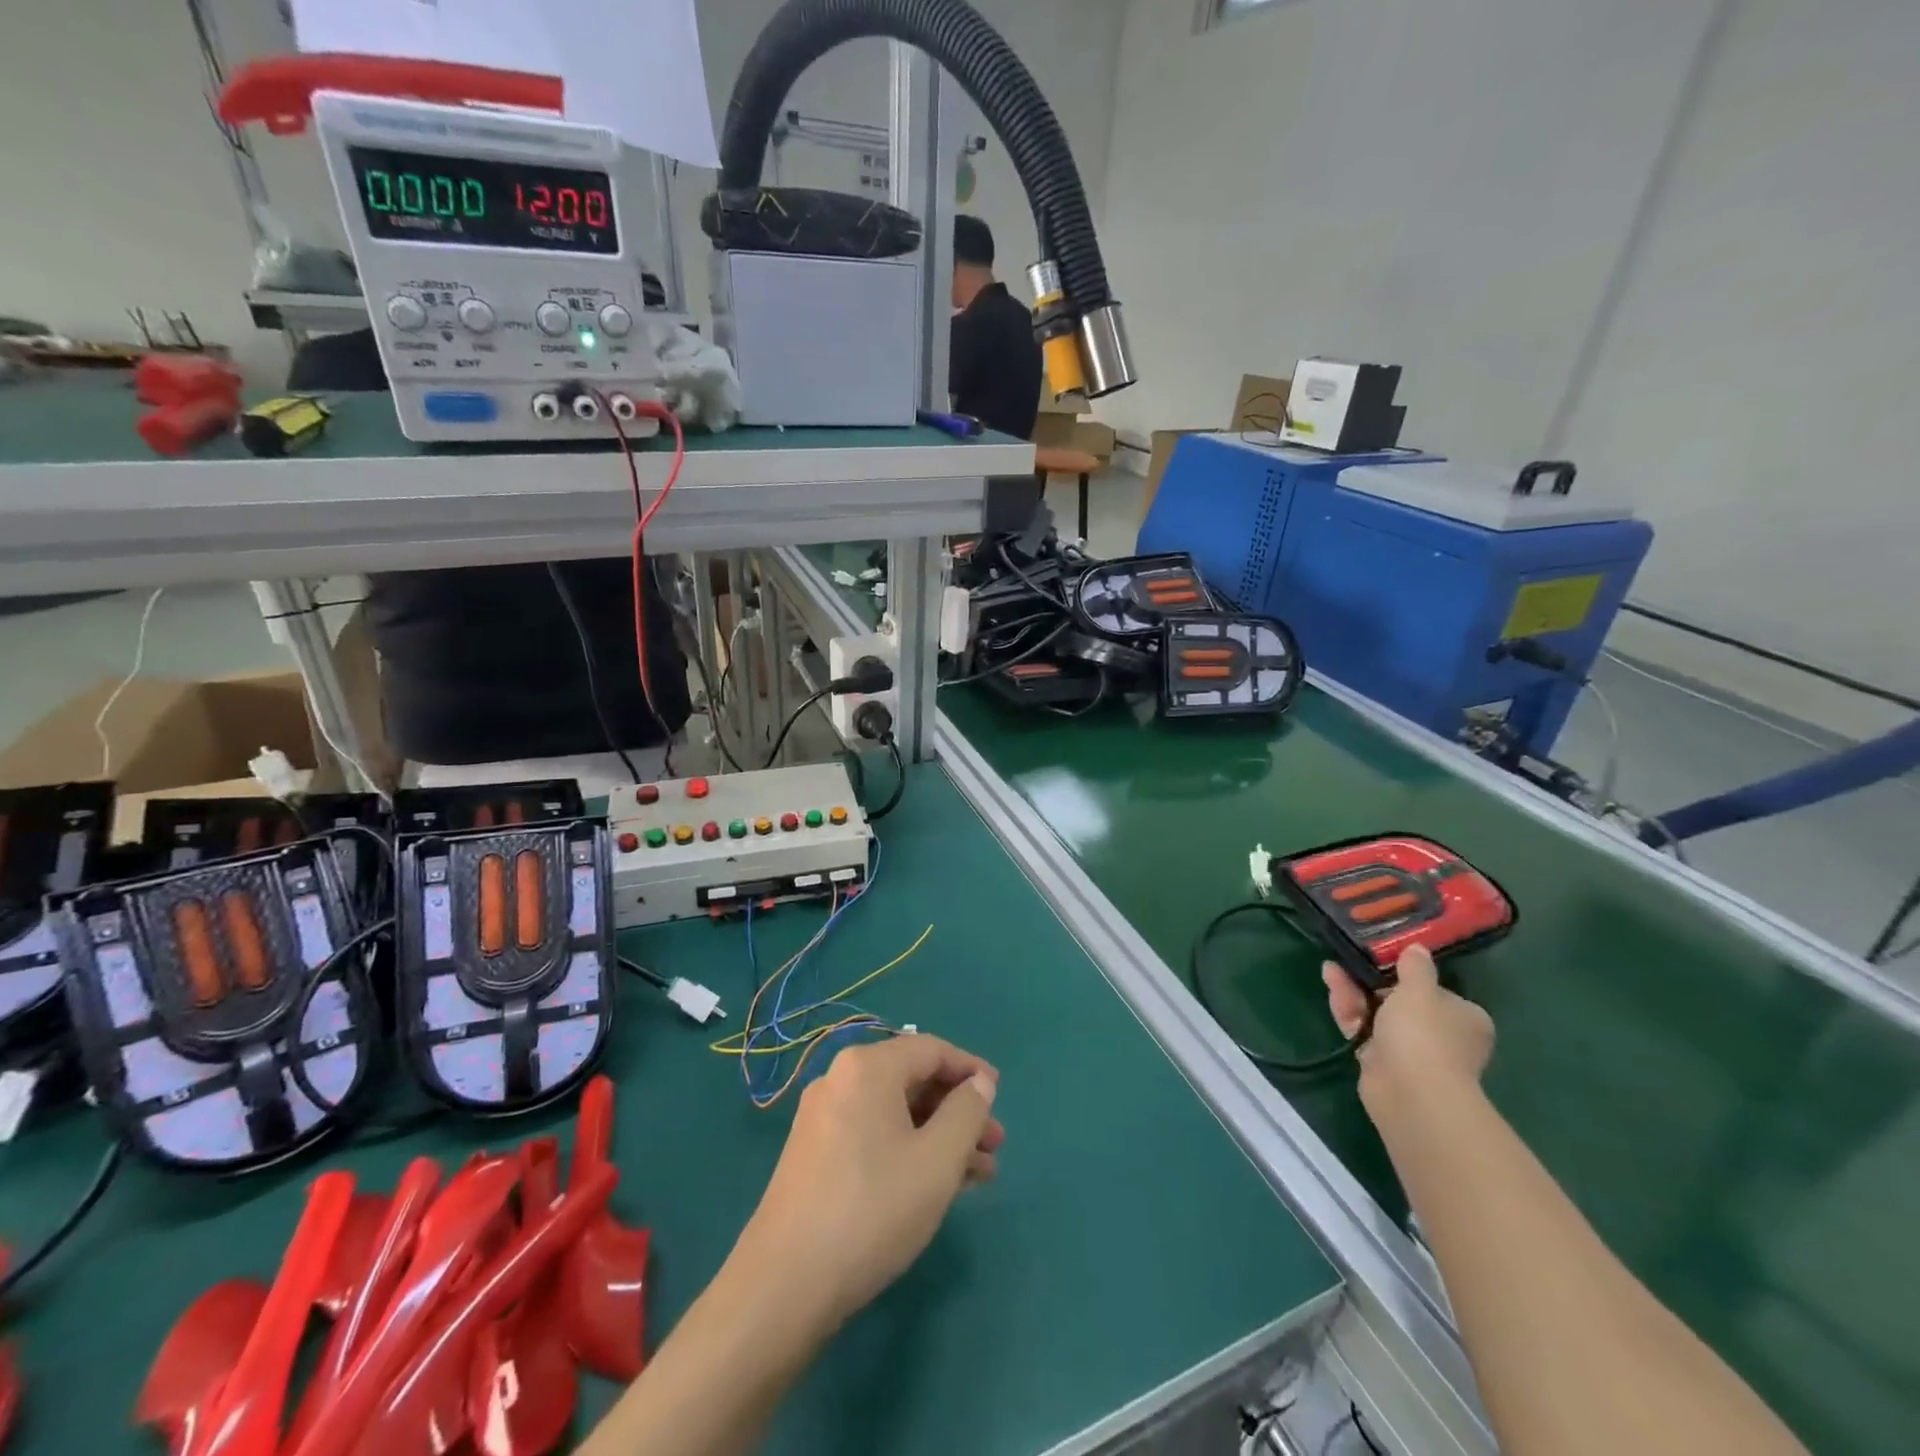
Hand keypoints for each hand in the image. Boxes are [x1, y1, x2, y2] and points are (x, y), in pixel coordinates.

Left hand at [732, 1035, 1004, 1332]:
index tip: (999, 1096)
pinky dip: (909, 1149)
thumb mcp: (938, 1160)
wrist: (784, 1285)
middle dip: (958, 1110)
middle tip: (994, 1144)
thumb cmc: (873, 1209)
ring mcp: (823, 1117)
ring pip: (895, 1113)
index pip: (931, 1049)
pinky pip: (874, 1134)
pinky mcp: (814, 1154)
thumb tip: (979, 1084)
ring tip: (978, 1174)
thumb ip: (967, 1113)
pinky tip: (935, 1185)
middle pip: (913, 1080)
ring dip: (938, 1135)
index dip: (971, 1070)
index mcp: (868, 1067)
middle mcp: (841, 1079)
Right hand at [1324, 944, 1493, 1107]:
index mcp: (1465, 1018)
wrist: (1411, 1092)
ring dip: (1355, 991)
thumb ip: (1415, 967)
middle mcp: (1443, 1036)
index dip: (1410, 976)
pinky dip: (1348, 1009)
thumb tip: (1418, 949)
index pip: (1437, 992)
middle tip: (1351, 960)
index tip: (1385, 960)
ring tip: (1330, 968)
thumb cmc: (1424, 1034)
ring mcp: (1412, 1052)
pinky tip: (1331, 985)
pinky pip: (1363, 1029)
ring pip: (1378, 1014)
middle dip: (1373, 981)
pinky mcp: (1383, 1063)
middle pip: (1402, 1001)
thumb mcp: (1419, 989)